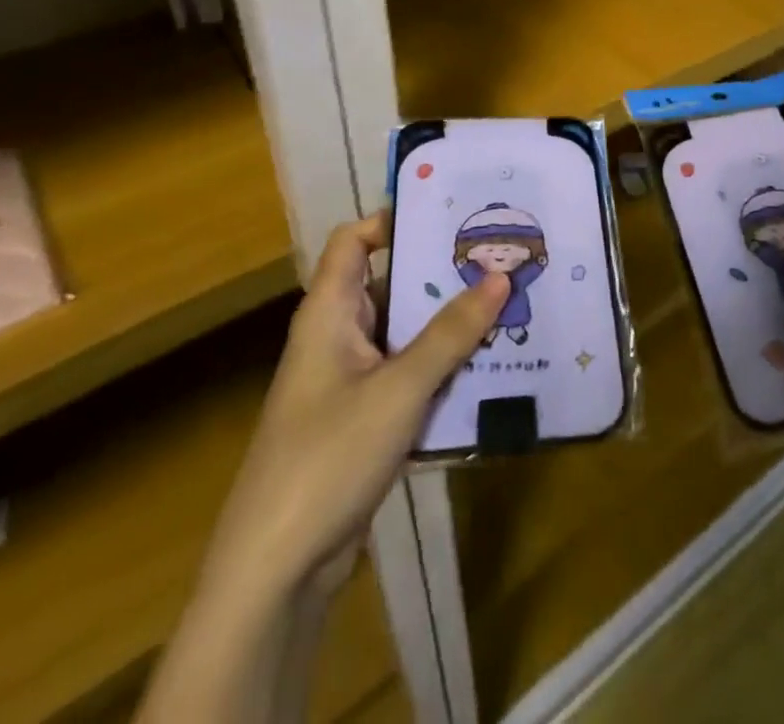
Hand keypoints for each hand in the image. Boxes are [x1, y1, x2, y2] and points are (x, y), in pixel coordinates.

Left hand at [200, 213, 507, 601]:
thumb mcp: (399, 389)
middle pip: (389, 283)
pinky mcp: (365, 419)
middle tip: (498, 254)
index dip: (394, 219)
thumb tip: (500, 276)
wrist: (276, 571)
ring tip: (507, 299)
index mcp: (329, 313)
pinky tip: (489, 362)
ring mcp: (351, 380)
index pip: (354, 241)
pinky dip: (442, 363)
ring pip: (404, 331)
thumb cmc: (328, 457)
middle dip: (440, 270)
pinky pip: (409, 373)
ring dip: (448, 320)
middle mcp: (338, 336)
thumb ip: (451, 333)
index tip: (451, 212)